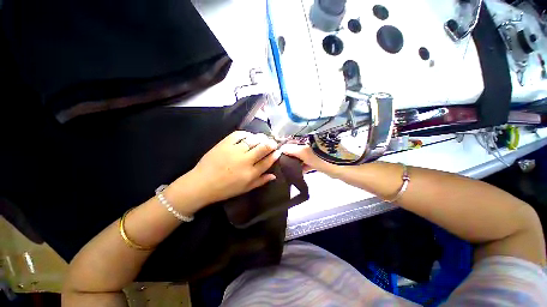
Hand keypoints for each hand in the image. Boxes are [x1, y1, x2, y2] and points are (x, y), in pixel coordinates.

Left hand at [169, 131, 280, 212]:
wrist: (201, 184)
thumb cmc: (225, 189)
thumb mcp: (245, 189)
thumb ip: (261, 181)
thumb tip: (274, 175)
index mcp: (250, 173)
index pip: (267, 161)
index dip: (275, 155)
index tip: (278, 151)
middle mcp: (245, 160)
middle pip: (263, 148)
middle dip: (271, 143)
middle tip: (272, 142)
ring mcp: (234, 150)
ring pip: (253, 140)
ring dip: (260, 138)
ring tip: (262, 138)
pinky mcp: (224, 144)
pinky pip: (239, 134)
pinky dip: (246, 134)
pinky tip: (249, 136)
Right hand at [281, 144, 335, 173]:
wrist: (342, 169)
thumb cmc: (322, 160)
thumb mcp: (305, 154)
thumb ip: (292, 150)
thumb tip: (281, 149)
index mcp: (309, 141)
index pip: (294, 143)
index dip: (286, 148)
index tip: (279, 156)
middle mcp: (312, 145)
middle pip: (298, 150)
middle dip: (290, 156)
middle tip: (282, 163)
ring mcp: (317, 153)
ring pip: (303, 157)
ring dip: (296, 163)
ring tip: (288, 169)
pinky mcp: (320, 161)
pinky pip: (308, 163)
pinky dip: (304, 167)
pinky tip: (298, 172)